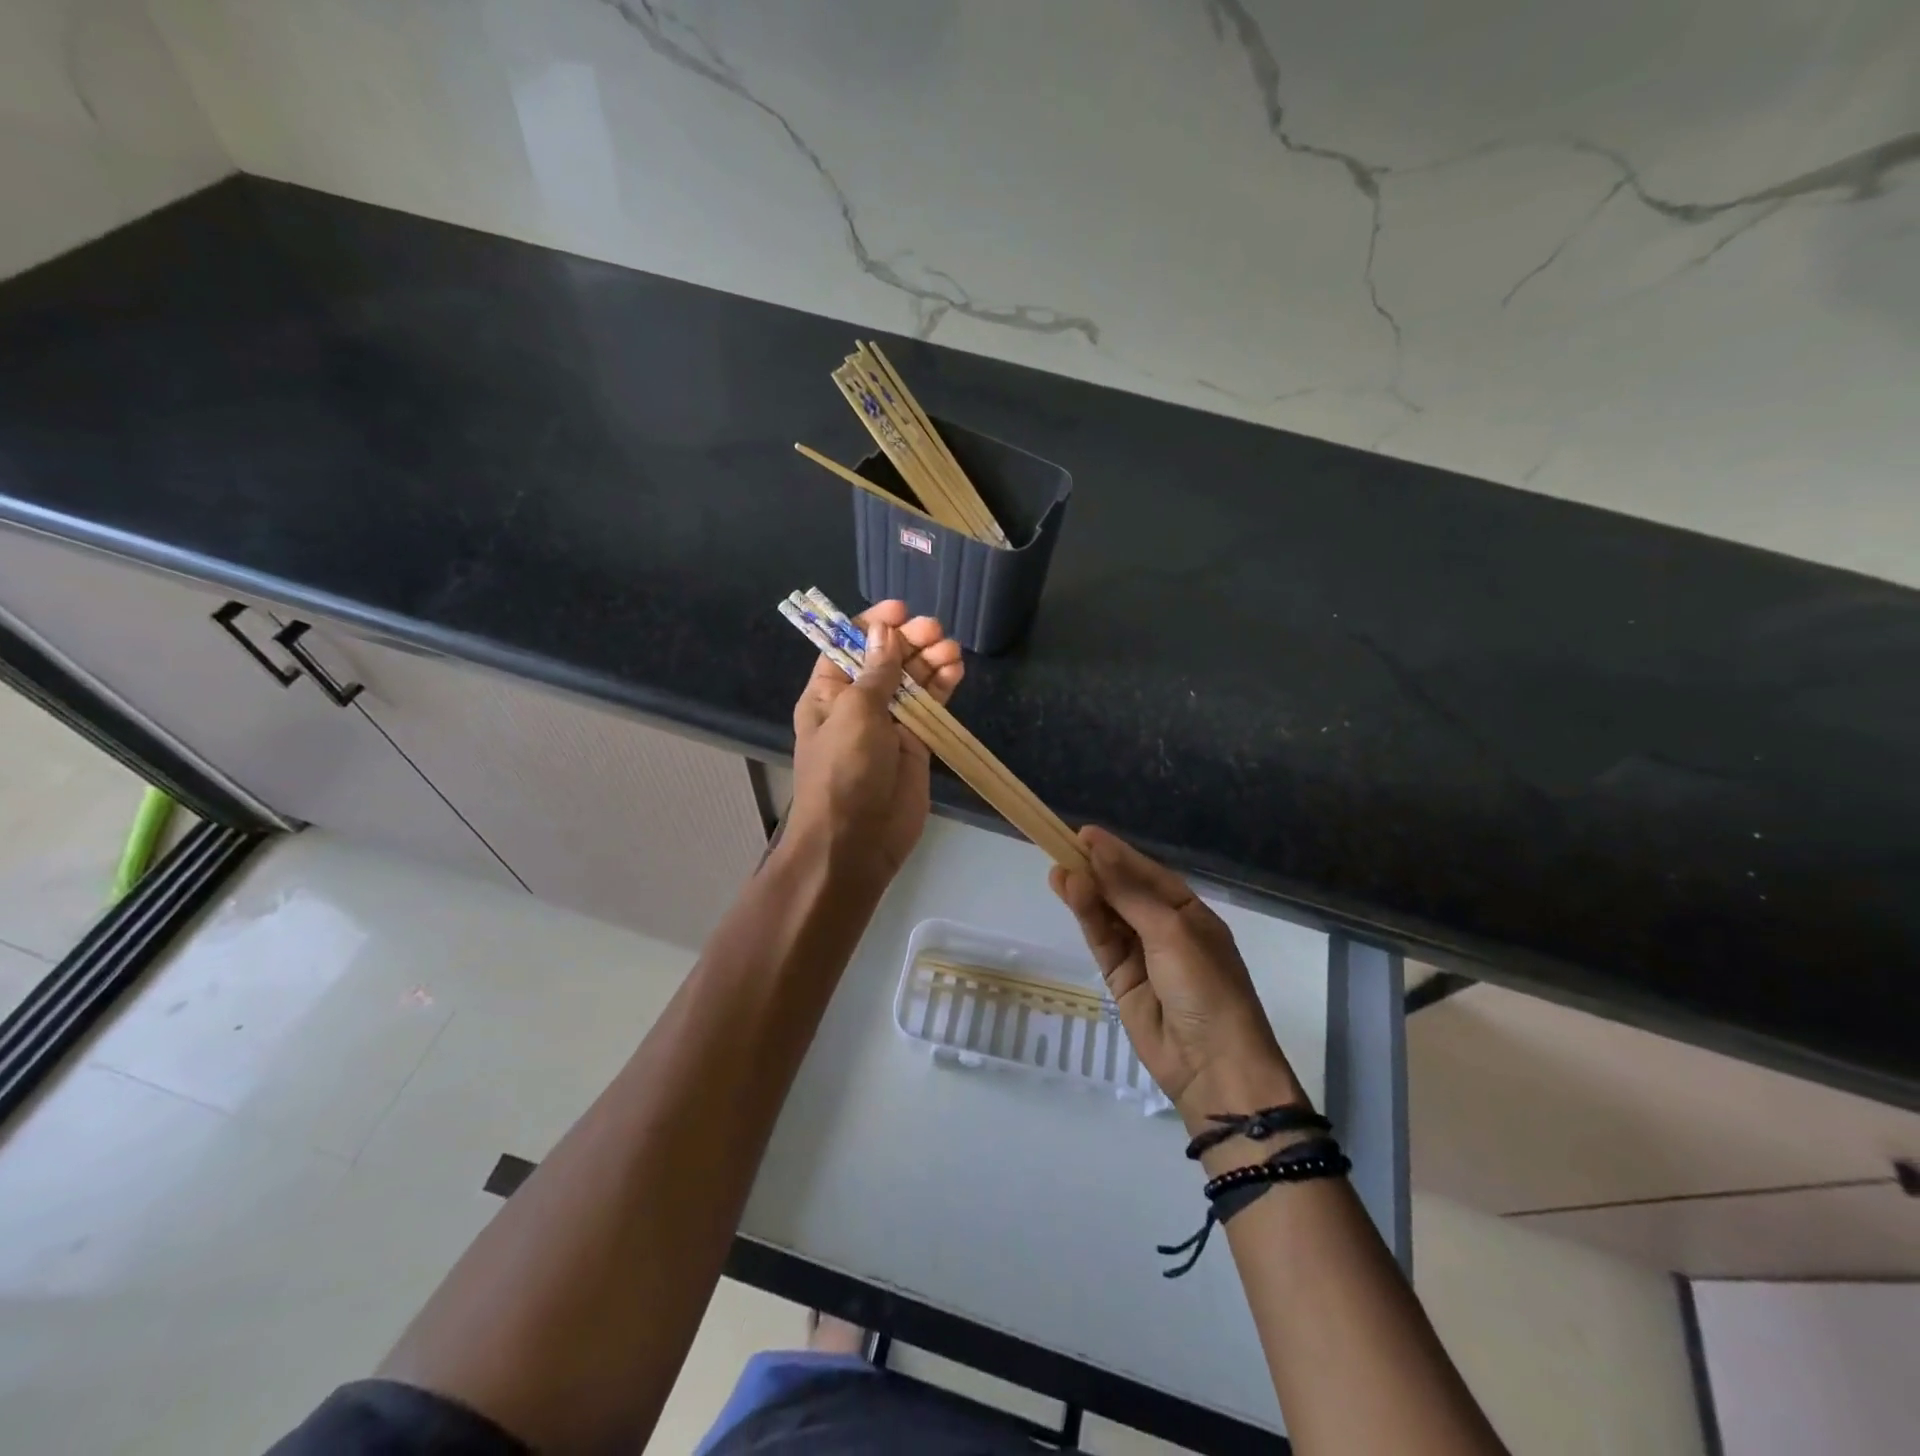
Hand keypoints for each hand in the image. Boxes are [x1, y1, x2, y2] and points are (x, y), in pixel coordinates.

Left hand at [788, 600, 962, 881]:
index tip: (900, 610)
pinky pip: (931, 706)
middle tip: (935, 630)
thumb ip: (876, 672)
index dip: (873, 624)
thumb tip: (884, 630)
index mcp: (828, 692)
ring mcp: (889, 723)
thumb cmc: (844, 771)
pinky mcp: (916, 743)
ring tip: (951, 649)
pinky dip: (943, 686)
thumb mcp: (855, 713)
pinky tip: (957, 669)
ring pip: (912, 680)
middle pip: (886, 659)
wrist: (857, 841)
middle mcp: (858, 703)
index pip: (849, 646)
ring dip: (930, 660)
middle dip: (909, 640)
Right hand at [1050, 827, 1302, 1127]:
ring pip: (1108, 915)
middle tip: (1061, 846)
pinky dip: (1086, 917)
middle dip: (1097, 870)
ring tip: (1057, 869)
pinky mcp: (1121, 979)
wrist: (1214, 1067)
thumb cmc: (1206, 988)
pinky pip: (1101, 940)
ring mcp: (1143, 955)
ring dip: (1086, 892)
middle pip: (1125, 892)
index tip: (1084, 834)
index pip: (1148, 873)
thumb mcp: (1171, 932)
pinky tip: (1069, 894)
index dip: (1117, 853)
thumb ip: (1129, 894)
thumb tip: (1097, 852)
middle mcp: (1166, 929)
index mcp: (1190, 913)